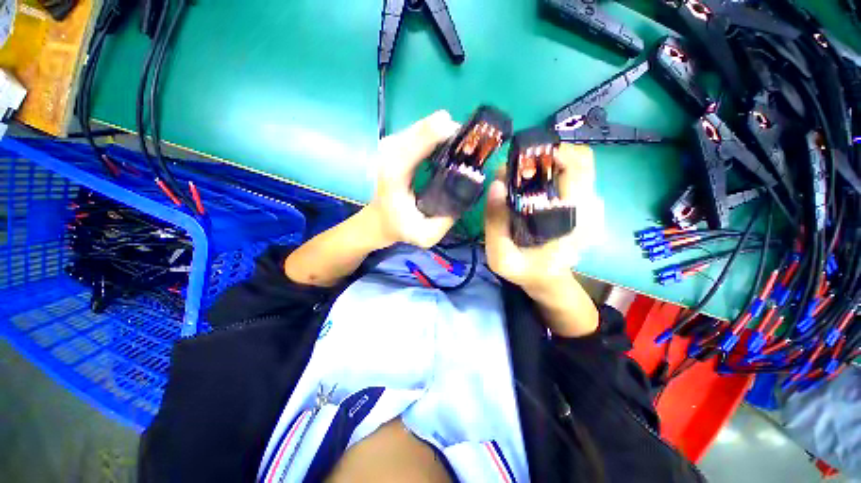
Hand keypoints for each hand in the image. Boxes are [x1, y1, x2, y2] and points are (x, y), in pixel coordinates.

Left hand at [365, 110, 460, 248]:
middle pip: (424, 128)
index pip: (418, 141)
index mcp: (395, 173)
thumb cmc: (400, 226)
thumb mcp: (425, 235)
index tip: (467, 139)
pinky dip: (436, 135)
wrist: (379, 219)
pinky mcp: (394, 143)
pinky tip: (446, 148)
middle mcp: (389, 153)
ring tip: (461, 148)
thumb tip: (467, 194)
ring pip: (423, 126)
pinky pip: (420, 131)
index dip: (443, 133)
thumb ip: (446, 220)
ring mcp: (390, 145)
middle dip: (450, 132)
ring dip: (444, 133)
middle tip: (469, 147)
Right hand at [484, 143, 603, 335]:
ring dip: (546, 162)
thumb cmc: (525, 270)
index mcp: (573, 219)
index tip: (521, 160)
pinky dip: (549, 172)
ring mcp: (588, 203)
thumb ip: (495, 224)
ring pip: (575, 164)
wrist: (548, 280)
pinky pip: (570, 175)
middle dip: (545, 155)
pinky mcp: (581, 204)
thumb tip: (496, 183)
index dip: (551, 153)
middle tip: (516, 169)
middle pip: (580, 159)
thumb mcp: (501, 256)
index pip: (578, 167)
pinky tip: (529, 187)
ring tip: (519, 178)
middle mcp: (588, 206)